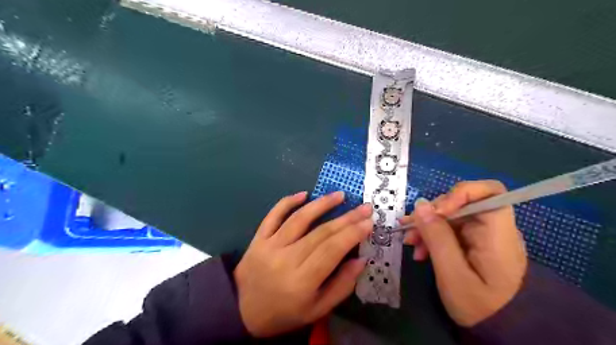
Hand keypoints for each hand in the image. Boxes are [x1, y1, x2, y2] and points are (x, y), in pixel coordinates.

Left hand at [235, 191, 370, 336]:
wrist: (240, 310)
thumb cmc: (283, 313)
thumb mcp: (317, 310)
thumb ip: (341, 286)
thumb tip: (362, 260)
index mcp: (302, 281)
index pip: (333, 250)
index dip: (353, 233)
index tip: (369, 222)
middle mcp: (287, 258)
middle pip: (321, 232)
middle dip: (347, 218)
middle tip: (364, 207)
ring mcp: (270, 245)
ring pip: (300, 219)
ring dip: (322, 204)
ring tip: (340, 195)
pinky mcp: (259, 238)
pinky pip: (273, 215)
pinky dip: (287, 202)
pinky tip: (303, 194)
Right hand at [403, 181, 525, 326]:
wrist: (500, 331)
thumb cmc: (480, 307)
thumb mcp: (452, 274)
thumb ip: (437, 237)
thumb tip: (421, 204)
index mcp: (498, 234)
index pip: (489, 192)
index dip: (460, 193)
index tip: (435, 211)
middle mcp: (493, 228)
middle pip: (462, 203)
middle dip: (432, 214)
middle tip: (410, 231)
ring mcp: (483, 235)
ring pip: (451, 216)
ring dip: (427, 226)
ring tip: (410, 243)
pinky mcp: (473, 243)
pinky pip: (450, 229)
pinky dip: (433, 236)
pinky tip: (420, 250)